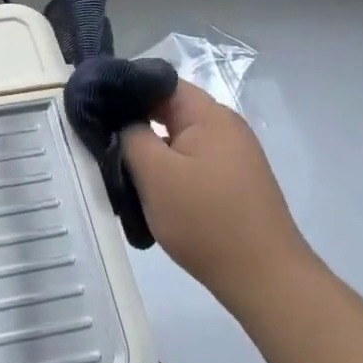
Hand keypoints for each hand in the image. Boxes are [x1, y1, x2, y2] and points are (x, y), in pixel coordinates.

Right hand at [122, 80, 314, 314]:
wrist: (266, 279)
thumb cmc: (206, 220)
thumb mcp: (155, 174)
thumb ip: (131, 136)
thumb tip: (123, 120)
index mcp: (209, 114)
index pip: (161, 82)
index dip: (127, 91)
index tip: (97, 108)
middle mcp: (227, 126)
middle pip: (171, 111)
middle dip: (137, 124)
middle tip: (104, 142)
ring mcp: (235, 155)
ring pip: (180, 140)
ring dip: (153, 152)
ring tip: (123, 171)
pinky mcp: (236, 182)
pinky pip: (194, 162)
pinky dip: (172, 171)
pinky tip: (154, 193)